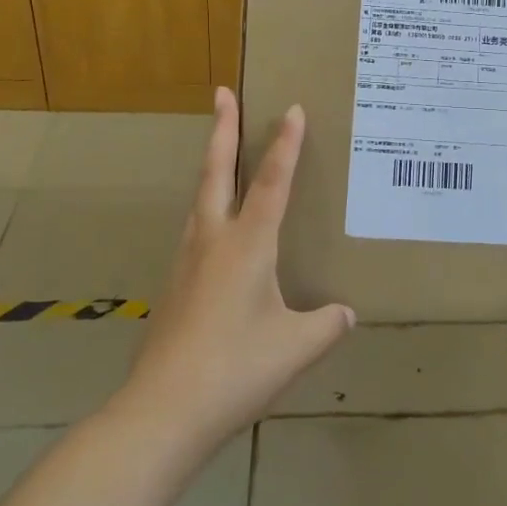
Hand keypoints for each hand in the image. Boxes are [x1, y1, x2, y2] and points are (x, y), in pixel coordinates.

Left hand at [121, 88, 354, 450]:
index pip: (271, 182)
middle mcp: (213, 240)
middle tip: (222, 92)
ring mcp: (187, 261)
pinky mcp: (175, 285)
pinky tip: (214, 225)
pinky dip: (208, 204)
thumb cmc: (235, 370)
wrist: (161, 413)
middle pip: (216, 171)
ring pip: (200, 197)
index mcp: (247, 245)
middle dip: (222, 128)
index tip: (292, 108)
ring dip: (211, 164)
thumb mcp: (295, 348)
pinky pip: (196, 227)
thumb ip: (325, 326)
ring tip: (219, 148)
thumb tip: (345, 313)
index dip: (285, 144)